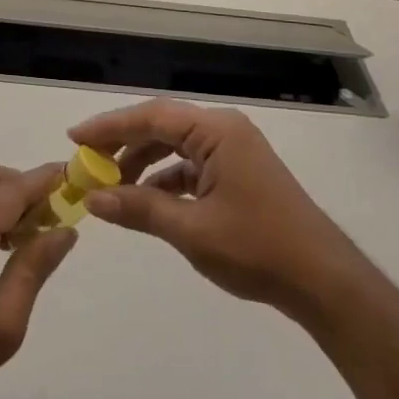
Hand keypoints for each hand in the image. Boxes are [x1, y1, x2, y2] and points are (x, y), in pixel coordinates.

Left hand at [0, 162, 76, 398]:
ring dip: (6, 197)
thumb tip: (66, 230)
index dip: (44, 180)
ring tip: (32, 235)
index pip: (11, 190)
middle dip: (26, 187)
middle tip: (53, 218)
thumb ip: (34, 268)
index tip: (74, 177)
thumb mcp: (4, 324)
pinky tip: (3, 243)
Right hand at [70, 99, 359, 321]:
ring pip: (175, 147)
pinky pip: (192, 165)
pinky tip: (146, 201)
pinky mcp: (239, 173)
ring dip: (143, 163)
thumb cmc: (257, 248)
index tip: (74, 138)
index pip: (151, 117)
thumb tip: (93, 199)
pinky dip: (166, 179)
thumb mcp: (191, 230)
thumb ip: (140, 209)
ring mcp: (234, 151)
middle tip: (86, 164)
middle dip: (122, 145)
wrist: (323, 281)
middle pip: (161, 127)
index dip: (109, 126)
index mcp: (216, 131)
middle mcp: (224, 130)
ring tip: (110, 186)